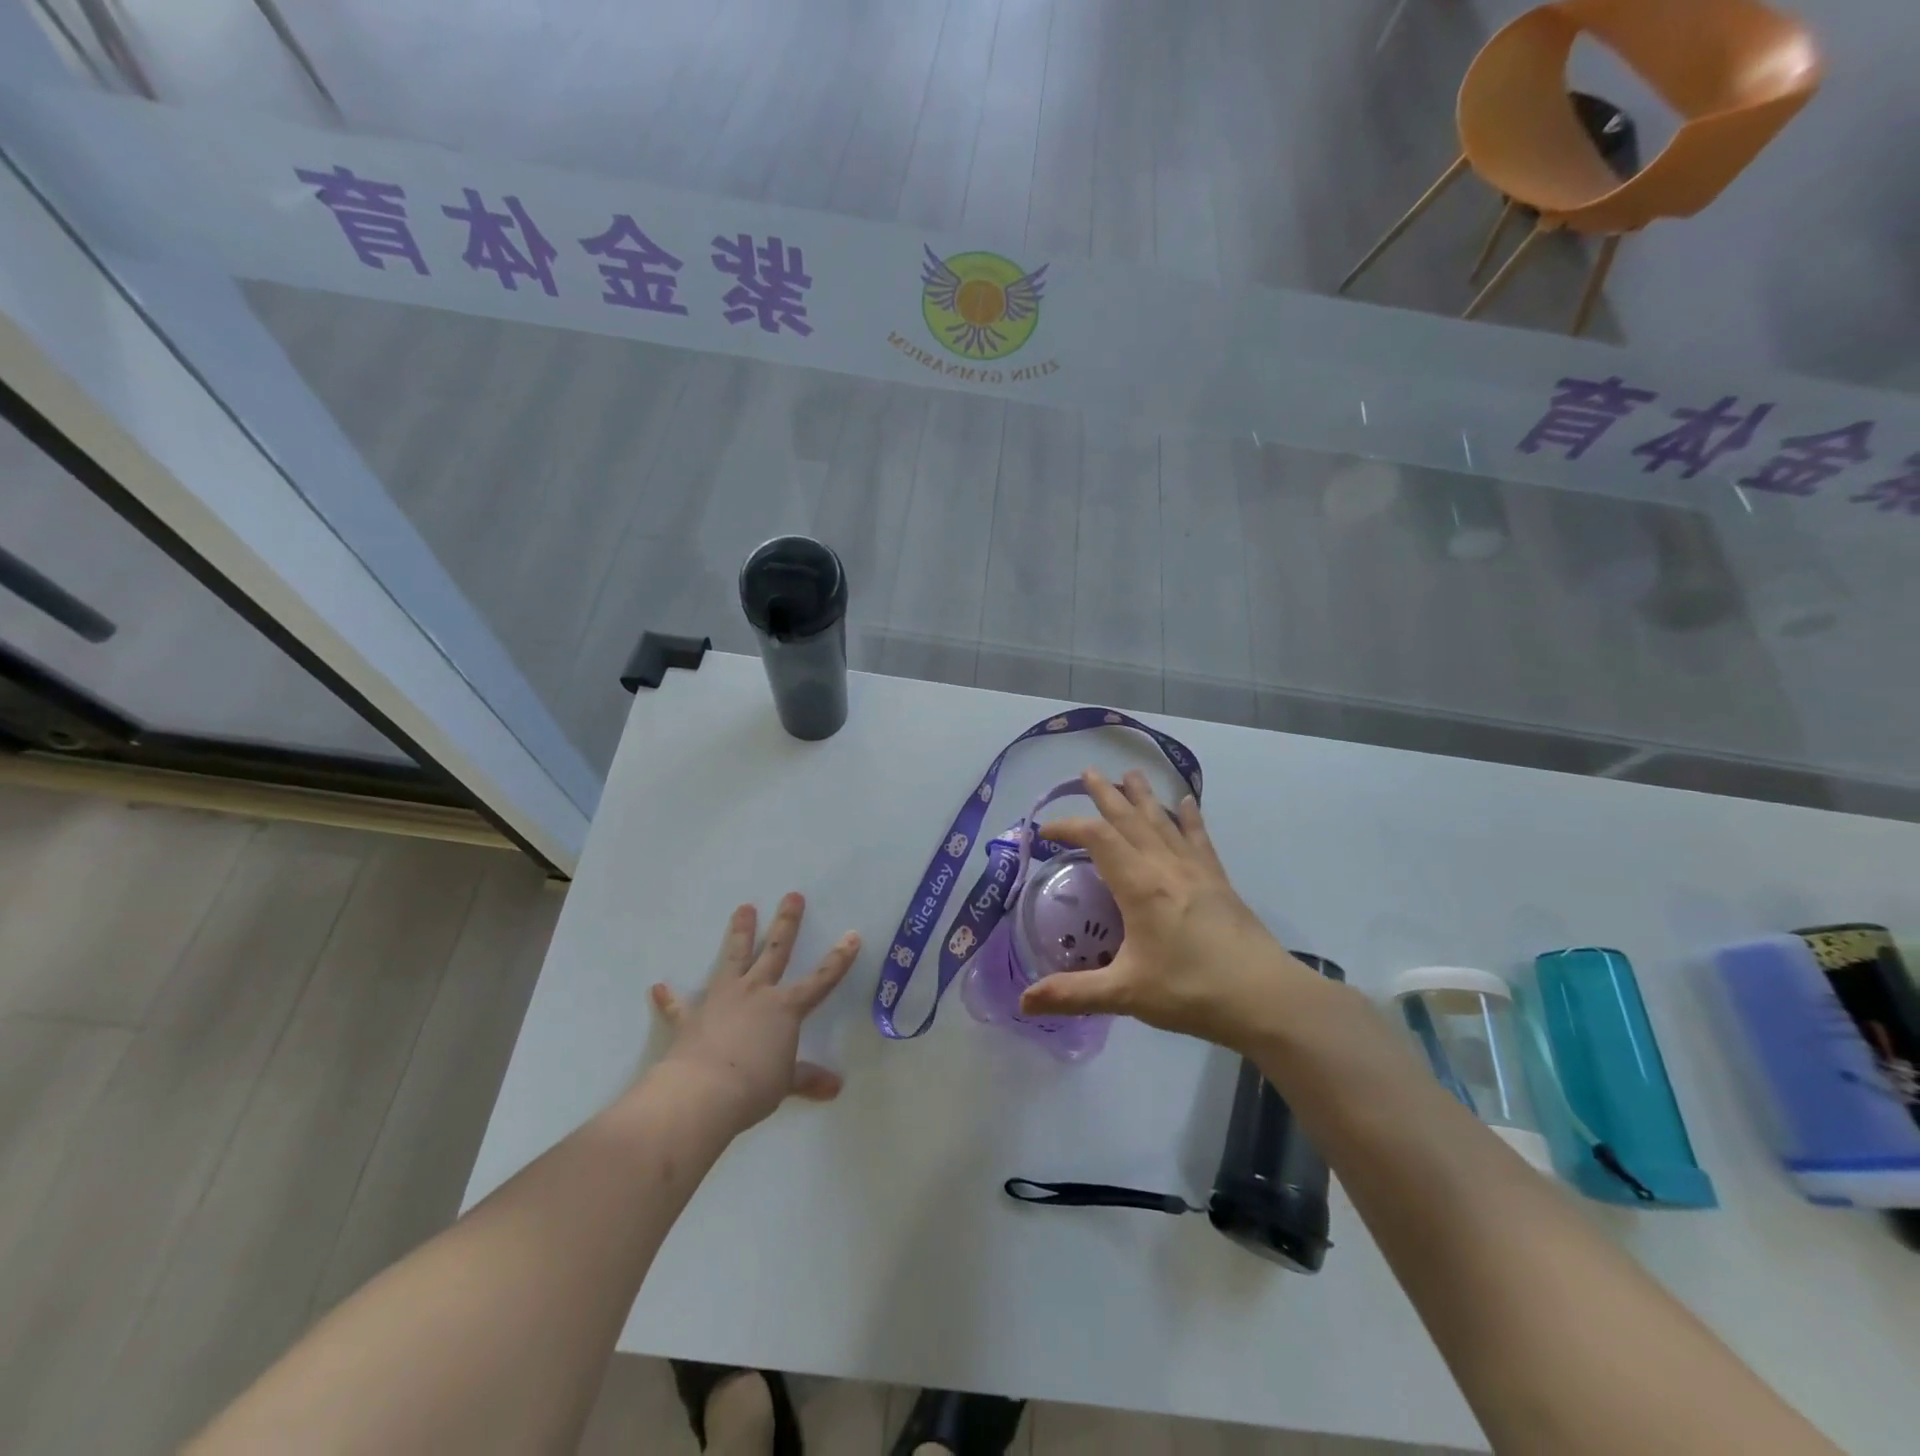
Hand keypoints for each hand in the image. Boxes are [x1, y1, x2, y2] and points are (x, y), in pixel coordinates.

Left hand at [648, 894, 859, 1131]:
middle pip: (775, 951)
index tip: (852, 935)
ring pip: (733, 958)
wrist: (702, 1092)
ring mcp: (722, 999)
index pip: (820, 980)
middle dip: (786, 923)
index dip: (839, 959)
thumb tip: (835, 1087)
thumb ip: (807, 1079)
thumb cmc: (753, 1086)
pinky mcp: (691, 1017)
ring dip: (739, 933)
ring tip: (744, 908)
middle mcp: (756, 993)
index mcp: (785, 1008)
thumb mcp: (786, 1084)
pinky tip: (658, 987)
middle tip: (792, 896)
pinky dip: (669, 998)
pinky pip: (679, 1005)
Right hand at [1018, 768, 1321, 1051]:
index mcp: (1139, 886)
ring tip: (1131, 774)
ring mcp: (1196, 871)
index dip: (1068, 827)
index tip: (1045, 831)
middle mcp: (1166, 867)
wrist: (1266, 998)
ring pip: (1163, 822)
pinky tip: (1188, 803)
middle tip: (1088, 772)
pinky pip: (1199, 839)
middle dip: (1106, 795)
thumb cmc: (1191, 991)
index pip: (1097, 838)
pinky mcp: (1218, 881)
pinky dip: (1190, 818)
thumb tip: (1024, 1003)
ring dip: (1144, 797)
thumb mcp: (1126, 994)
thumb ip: (1072, 994)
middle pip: (1130, 819)